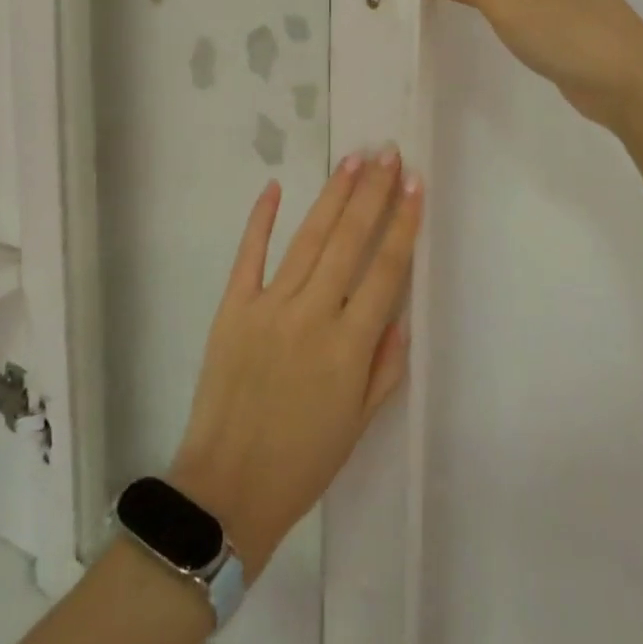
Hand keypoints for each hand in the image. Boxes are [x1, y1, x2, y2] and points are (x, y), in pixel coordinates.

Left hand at [170, 147, 421, 579]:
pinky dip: (261, 220)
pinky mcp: (232, 309)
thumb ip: (385, 364)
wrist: (227, 489)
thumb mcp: (359, 422)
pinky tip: (275, 187)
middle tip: (387, 153)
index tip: (415, 185)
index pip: (386, 270)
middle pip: (349, 241)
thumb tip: (400, 309)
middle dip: (372, 193)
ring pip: (308, 239)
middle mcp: (313, 315)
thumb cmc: (303, 462)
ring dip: (333, 197)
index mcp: (350, 346)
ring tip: (353, 161)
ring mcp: (269, 307)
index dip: (403, 223)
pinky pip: (249, 256)